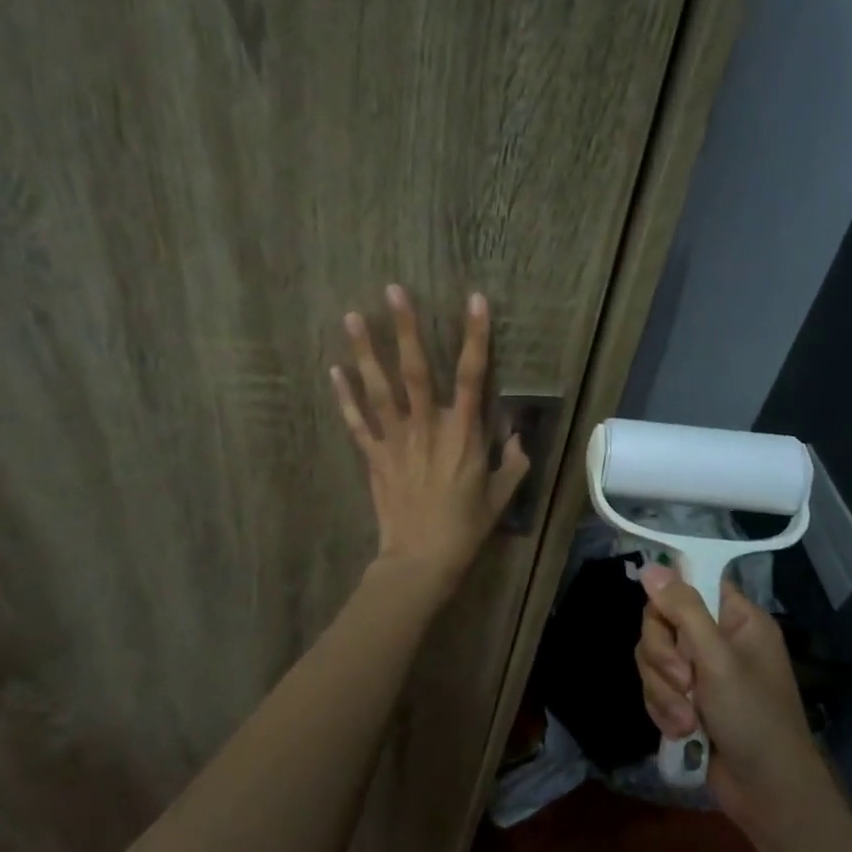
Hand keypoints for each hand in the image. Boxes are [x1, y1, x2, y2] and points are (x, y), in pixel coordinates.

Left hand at [331, 286, 529, 591]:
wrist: (421, 560)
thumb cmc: (465, 528)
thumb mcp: (501, 495)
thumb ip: (512, 462)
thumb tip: (518, 435)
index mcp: (463, 433)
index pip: (473, 376)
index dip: (475, 337)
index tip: (474, 301)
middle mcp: (427, 427)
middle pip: (416, 370)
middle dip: (407, 328)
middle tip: (393, 290)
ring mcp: (396, 440)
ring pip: (379, 388)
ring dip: (365, 351)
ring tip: (351, 316)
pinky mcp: (373, 457)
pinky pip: (356, 422)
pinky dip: (344, 396)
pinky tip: (333, 370)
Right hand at [635, 566, 822, 840]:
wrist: (768, 794)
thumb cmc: (754, 718)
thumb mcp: (718, 660)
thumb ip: (683, 610)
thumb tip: (650, 567)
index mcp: (737, 618)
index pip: (691, 583)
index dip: (670, 598)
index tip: (663, 620)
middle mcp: (718, 638)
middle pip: (662, 621)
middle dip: (663, 657)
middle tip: (683, 680)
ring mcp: (702, 671)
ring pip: (654, 657)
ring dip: (663, 690)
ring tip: (685, 720)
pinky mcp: (688, 701)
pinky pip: (657, 687)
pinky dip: (664, 709)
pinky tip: (682, 732)